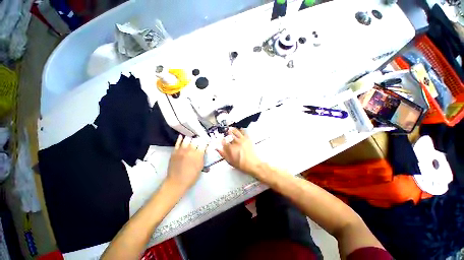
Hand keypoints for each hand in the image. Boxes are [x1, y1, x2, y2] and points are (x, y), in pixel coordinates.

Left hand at [166, 135, 206, 190]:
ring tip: (192, 139)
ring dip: (191, 139)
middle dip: (199, 140)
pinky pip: (178, 142)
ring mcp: (182, 150)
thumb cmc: (191, 177)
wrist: (176, 182)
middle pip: (196, 139)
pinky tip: (182, 136)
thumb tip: (204, 150)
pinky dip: (181, 138)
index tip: (206, 142)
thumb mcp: (201, 167)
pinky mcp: (175, 151)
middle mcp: (191, 150)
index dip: (205, 142)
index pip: (204, 143)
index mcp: (198, 155)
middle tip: (199, 141)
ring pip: (187, 138)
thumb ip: (203, 157)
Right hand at [216, 128, 261, 175]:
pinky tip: (240, 129)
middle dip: (226, 132)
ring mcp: (242, 139)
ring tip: (230, 129)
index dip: (222, 140)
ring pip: (236, 131)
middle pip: (229, 134)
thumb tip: (217, 149)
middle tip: (225, 132)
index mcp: (231, 147)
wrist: (253, 164)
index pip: (223, 141)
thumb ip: (223, 154)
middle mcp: (236, 142)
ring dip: (232, 129)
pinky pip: (244, 132)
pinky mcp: (247, 139)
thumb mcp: (230, 161)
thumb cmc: (241, 164)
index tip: (222, 140)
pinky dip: (241, 129)